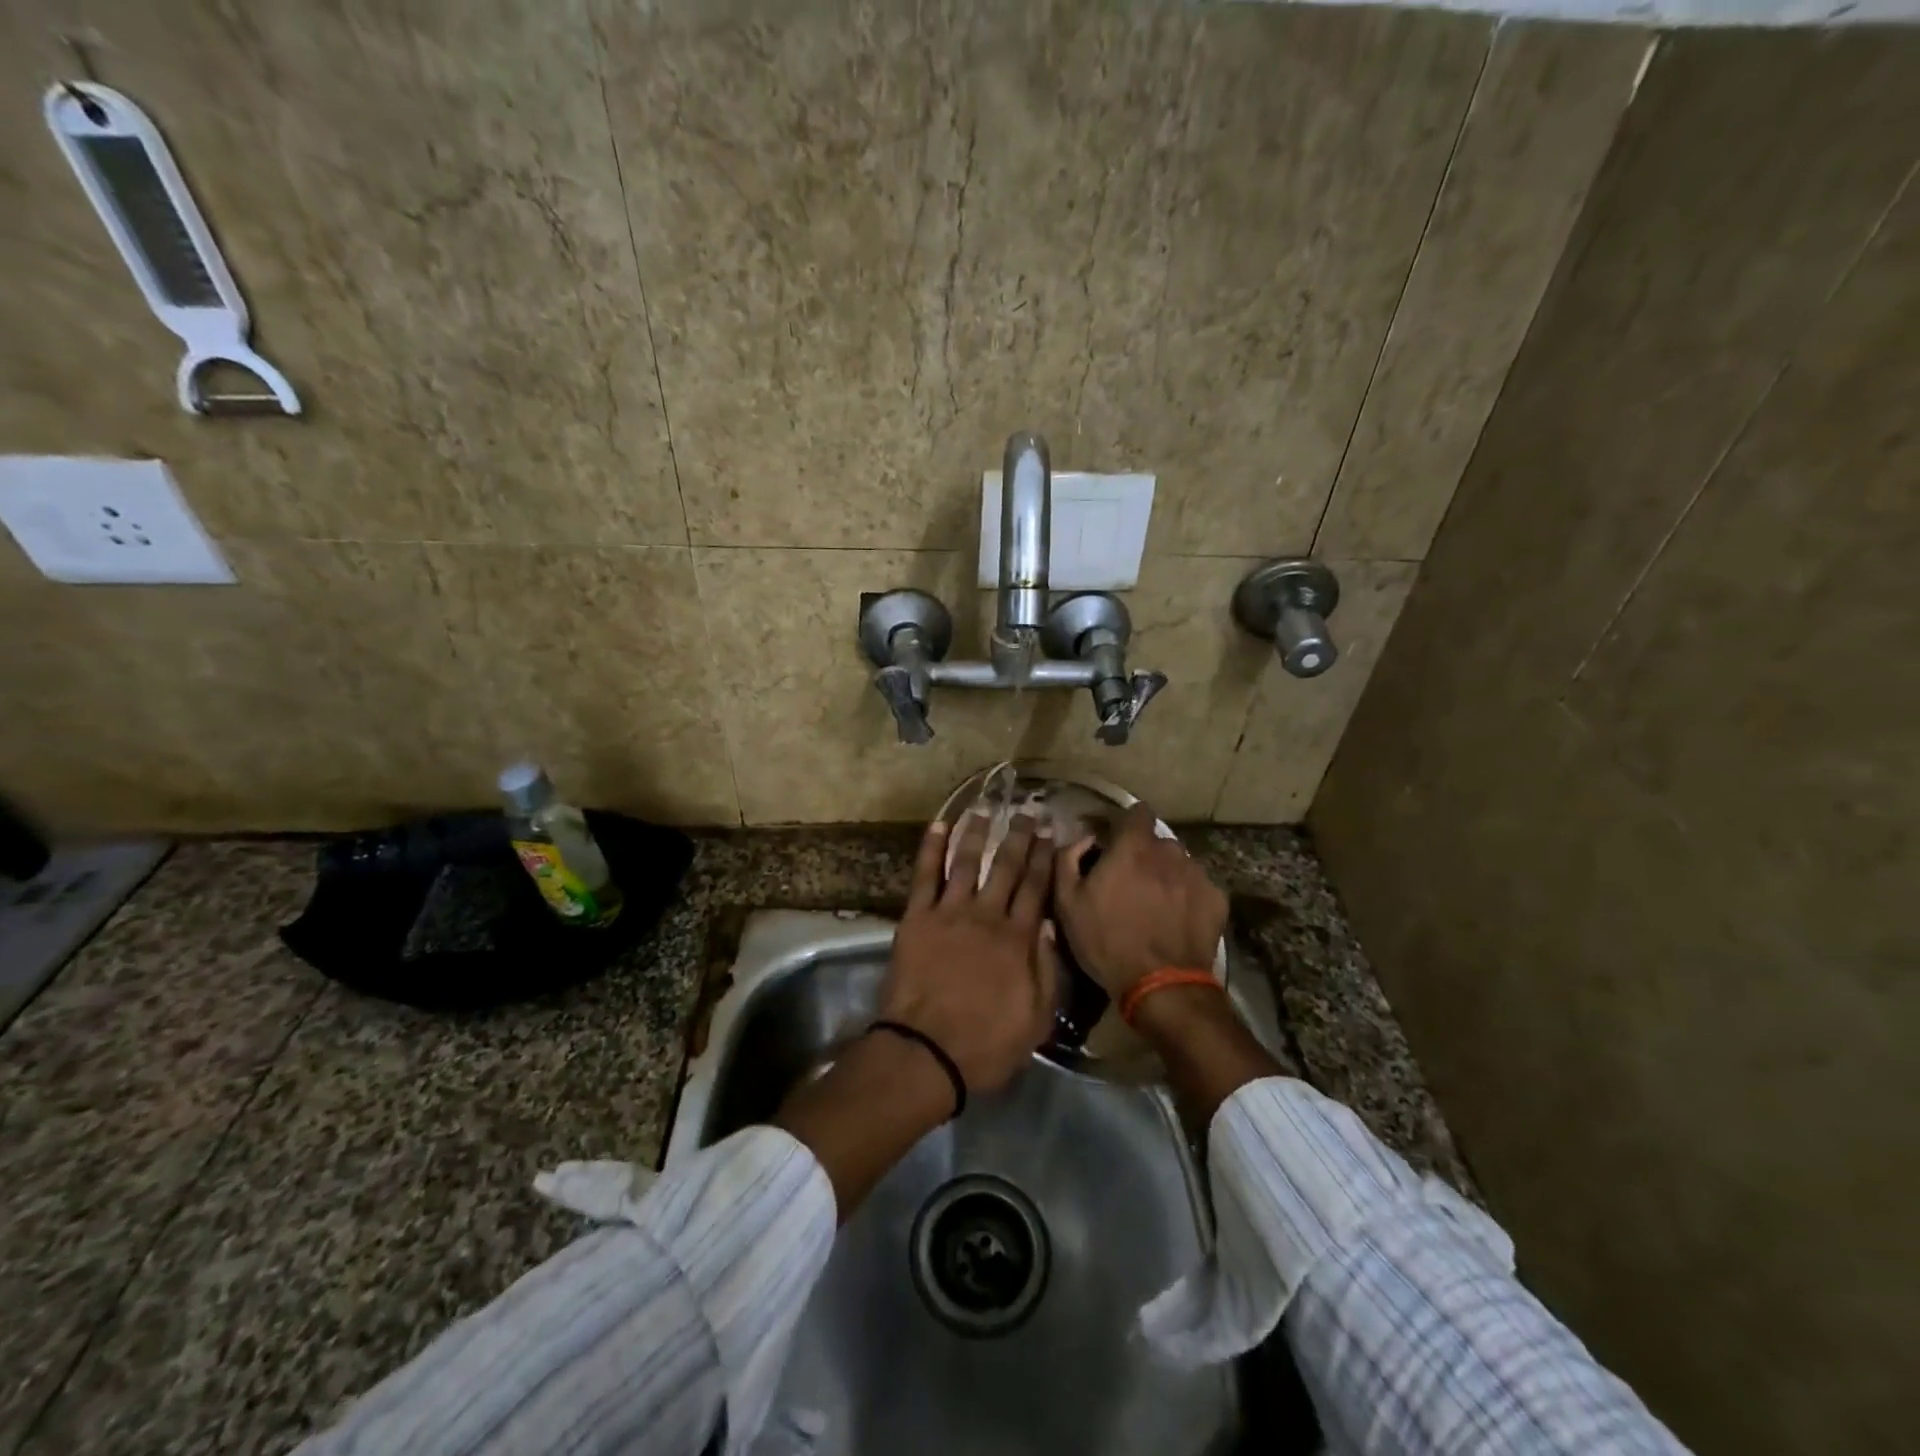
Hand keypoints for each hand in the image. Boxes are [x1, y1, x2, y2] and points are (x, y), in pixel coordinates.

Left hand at [877, 812, 1057, 1095]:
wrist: (927, 1052)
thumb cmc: (986, 1043)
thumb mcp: (1037, 1019)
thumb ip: (1047, 970)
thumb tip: (1048, 925)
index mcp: (1018, 939)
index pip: (1036, 888)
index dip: (1045, 859)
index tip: (1051, 833)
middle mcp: (987, 915)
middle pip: (1007, 867)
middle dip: (1019, 837)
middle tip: (1027, 811)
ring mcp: (950, 913)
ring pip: (967, 862)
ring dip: (978, 832)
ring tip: (985, 808)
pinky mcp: (917, 918)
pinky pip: (925, 875)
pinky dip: (931, 848)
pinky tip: (938, 826)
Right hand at [1053, 802, 1226, 998]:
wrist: (1162, 986)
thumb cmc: (1107, 942)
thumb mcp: (1067, 903)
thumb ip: (1068, 859)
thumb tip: (1084, 838)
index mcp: (1132, 847)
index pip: (1137, 811)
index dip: (1126, 823)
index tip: (1116, 841)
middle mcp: (1169, 851)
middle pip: (1157, 842)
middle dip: (1145, 855)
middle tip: (1131, 883)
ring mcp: (1197, 875)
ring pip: (1179, 864)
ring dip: (1167, 875)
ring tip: (1156, 905)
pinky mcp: (1217, 900)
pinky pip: (1198, 887)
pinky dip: (1188, 897)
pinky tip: (1177, 921)